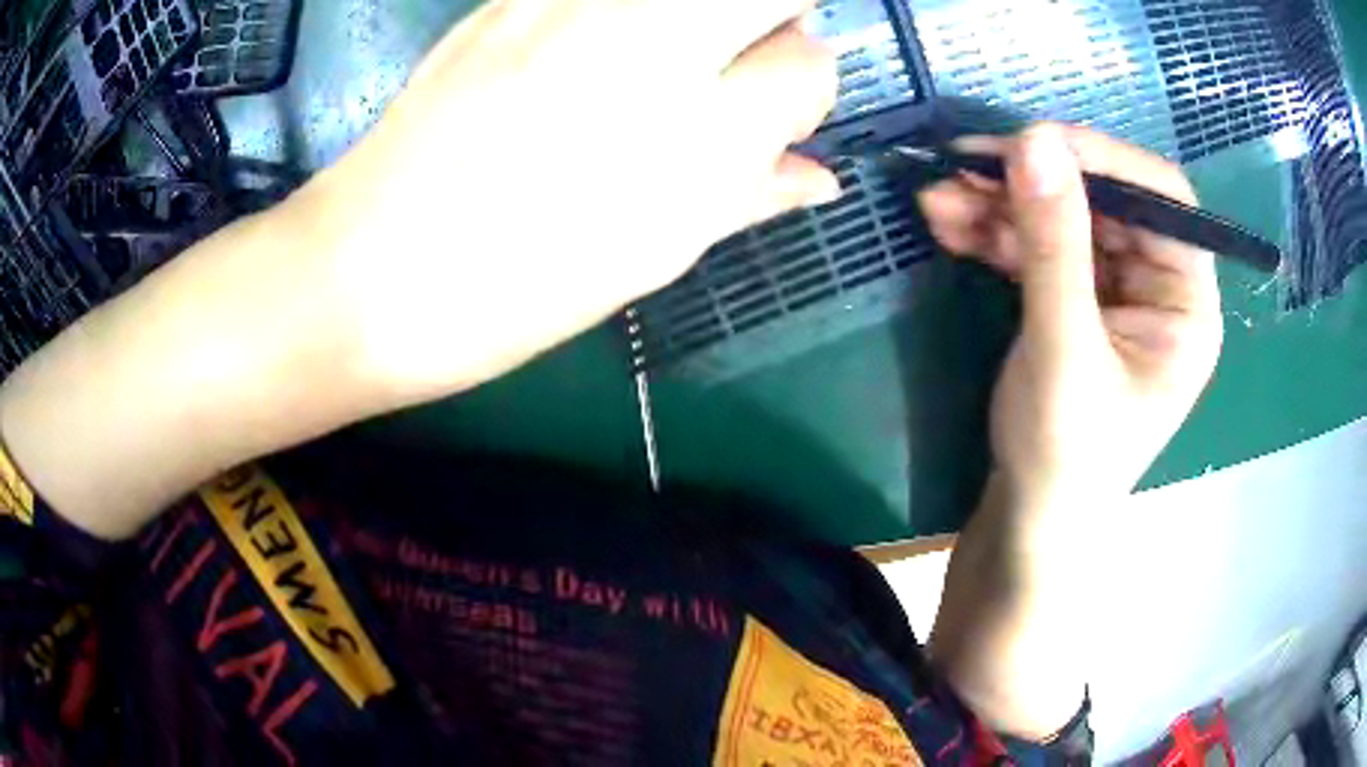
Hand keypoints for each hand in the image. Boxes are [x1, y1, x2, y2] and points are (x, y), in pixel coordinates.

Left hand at [295, 0, 839, 403]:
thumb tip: (820, 175)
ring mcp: (573, 6)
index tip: (772, 113)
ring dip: (701, 13)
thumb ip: (752, 195)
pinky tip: (592, 50)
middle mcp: (648, 45)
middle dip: (774, 18)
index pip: (810, 65)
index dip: (801, 90)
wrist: (371, 268)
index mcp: (697, 135)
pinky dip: (626, 12)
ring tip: (663, 57)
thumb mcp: (653, 256)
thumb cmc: (517, 289)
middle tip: (736, 60)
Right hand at [918, 124, 1223, 513]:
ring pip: (1063, 217)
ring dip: (1001, 202)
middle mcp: (1158, 286)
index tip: (1032, 143)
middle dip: (1033, 181)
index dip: (1104, 161)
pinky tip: (947, 222)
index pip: (1162, 200)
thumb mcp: (1064, 351)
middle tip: (964, 163)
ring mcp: (1115, 291)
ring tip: (936, 196)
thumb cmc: (1065, 456)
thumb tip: (1032, 140)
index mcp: (1185, 304)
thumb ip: (1054, 247)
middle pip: (1103, 202)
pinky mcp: (1075, 299)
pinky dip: (994, 231)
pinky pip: (1038, 246)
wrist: (1028, 518)